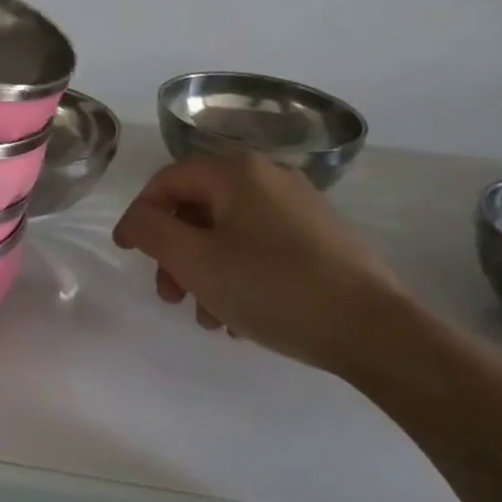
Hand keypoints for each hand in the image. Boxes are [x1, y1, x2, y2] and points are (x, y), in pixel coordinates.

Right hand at [111, 152, 414, 374]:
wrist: (374, 330)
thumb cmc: (272, 288)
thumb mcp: (195, 260)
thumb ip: (152, 231)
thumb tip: (138, 219)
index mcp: (236, 172)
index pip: (167, 181)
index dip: (140, 215)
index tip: (126, 253)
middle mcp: (268, 176)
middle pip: (198, 207)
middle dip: (175, 253)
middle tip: (170, 296)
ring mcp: (299, 205)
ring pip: (229, 231)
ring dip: (205, 271)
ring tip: (209, 318)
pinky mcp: (320, 236)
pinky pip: (260, 245)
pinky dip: (238, 272)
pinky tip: (241, 316)